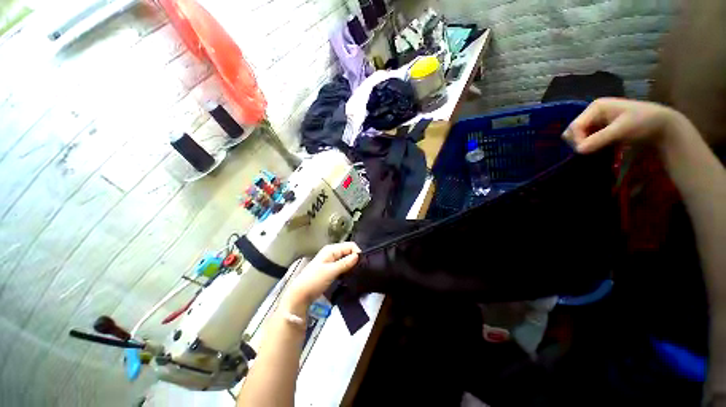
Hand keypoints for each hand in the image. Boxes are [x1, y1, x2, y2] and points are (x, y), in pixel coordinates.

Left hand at [284, 242, 360, 308]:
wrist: (300, 295)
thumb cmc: (314, 281)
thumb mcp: (331, 271)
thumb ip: (345, 263)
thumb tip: (358, 256)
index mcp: (331, 249)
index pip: (350, 245)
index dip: (357, 252)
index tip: (361, 264)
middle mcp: (332, 252)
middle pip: (348, 251)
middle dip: (355, 258)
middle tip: (360, 270)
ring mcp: (331, 261)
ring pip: (346, 259)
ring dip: (351, 265)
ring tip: (356, 273)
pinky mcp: (330, 269)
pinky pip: (342, 265)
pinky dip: (347, 269)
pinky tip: (349, 276)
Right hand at [562, 98, 685, 153]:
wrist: (663, 126)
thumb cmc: (644, 122)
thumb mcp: (621, 130)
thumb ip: (599, 139)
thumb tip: (578, 150)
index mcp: (595, 107)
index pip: (575, 126)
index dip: (577, 139)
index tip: (585, 152)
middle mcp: (592, 112)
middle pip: (572, 130)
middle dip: (578, 141)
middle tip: (591, 150)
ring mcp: (596, 120)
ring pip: (577, 136)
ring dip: (583, 144)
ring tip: (596, 150)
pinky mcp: (600, 128)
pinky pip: (586, 138)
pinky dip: (589, 145)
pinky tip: (598, 148)